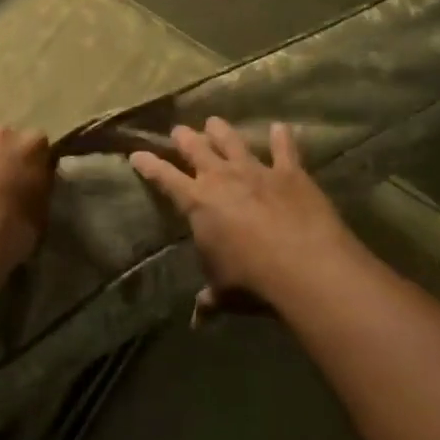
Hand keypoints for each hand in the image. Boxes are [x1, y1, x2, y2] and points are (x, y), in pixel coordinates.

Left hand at [0, 126, 51, 287]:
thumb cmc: (11, 233)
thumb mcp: (42, 214)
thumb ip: (40, 188)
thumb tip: (34, 183)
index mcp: (31, 144)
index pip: (40, 146)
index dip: (37, 165)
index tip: (33, 185)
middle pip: (6, 142)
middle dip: (6, 160)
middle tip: (3, 190)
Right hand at [130, 118, 361, 310]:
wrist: (303, 264)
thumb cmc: (251, 280)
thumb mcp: (224, 292)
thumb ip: (210, 299)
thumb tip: (199, 319)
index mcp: (197, 202)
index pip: (164, 177)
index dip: (148, 164)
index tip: (137, 153)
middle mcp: (222, 177)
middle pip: (196, 148)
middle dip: (184, 138)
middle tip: (178, 130)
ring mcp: (256, 170)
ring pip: (233, 141)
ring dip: (222, 131)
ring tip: (214, 121)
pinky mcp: (289, 172)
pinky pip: (284, 149)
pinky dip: (282, 138)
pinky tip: (281, 127)